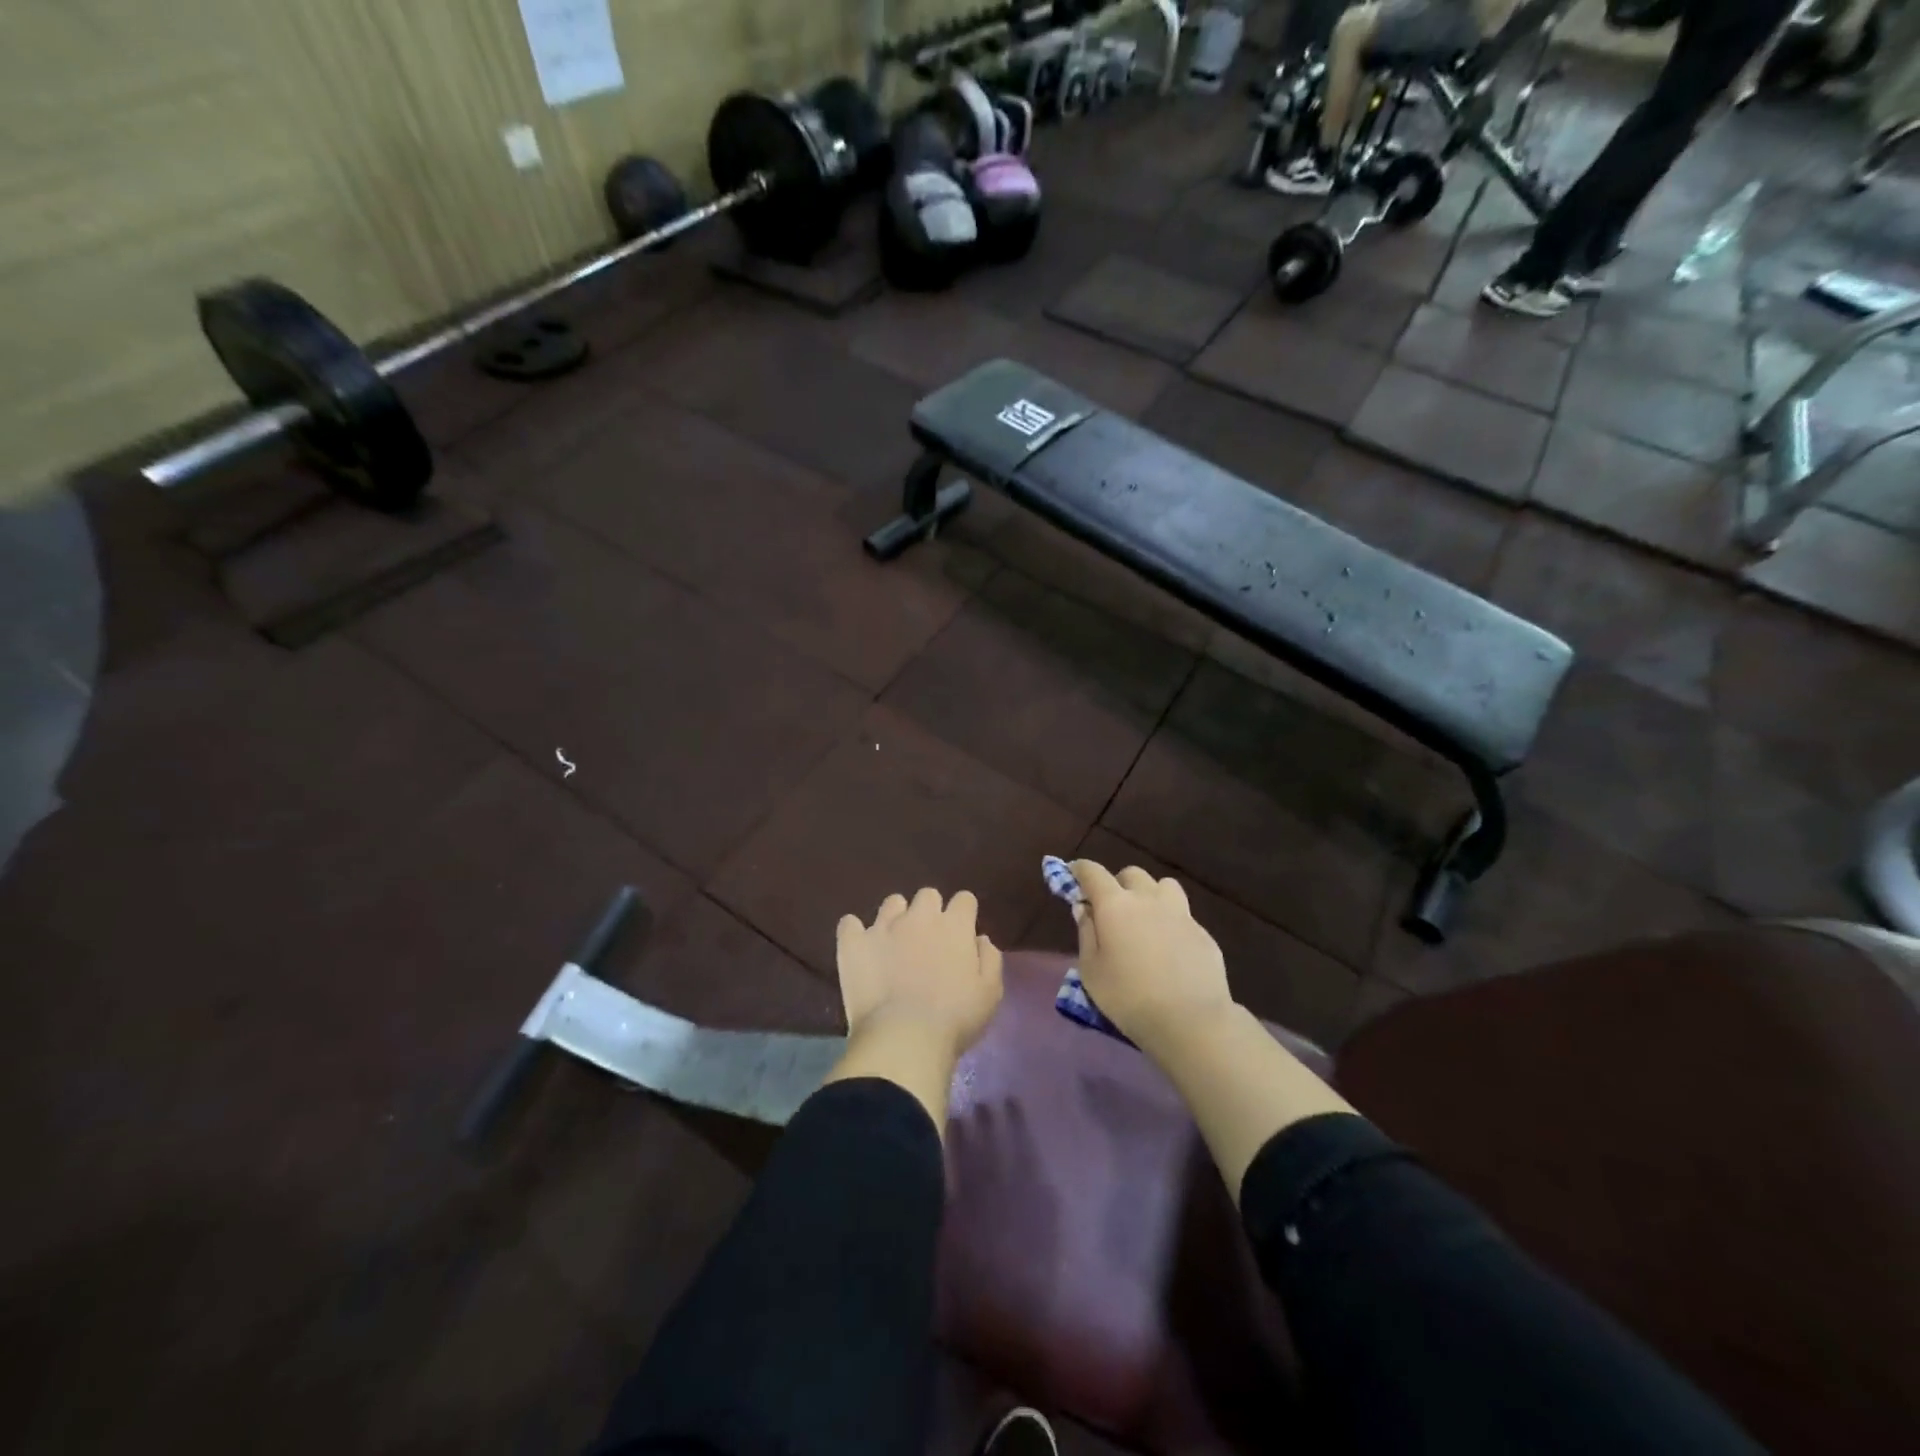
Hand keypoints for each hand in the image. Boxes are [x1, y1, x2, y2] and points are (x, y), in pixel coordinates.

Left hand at [836, 887, 1004, 1058]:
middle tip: (929, 940)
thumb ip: (990, 959)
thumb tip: (980, 938)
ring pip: (892, 903)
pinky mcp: (854, 943)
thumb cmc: (955, 1019)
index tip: (962, 933)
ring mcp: (883, 927)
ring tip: (894, 942)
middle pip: (928, 895)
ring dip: (896, 917)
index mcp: (955, 926)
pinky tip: (860, 947)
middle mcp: (920, 916)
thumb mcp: (990, 993)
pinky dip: (855, 932)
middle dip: (930, 912)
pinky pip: (849, 924)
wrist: (904, 1038)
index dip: (964, 914)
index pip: (964, 899)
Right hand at [1069, 860, 1233, 1051]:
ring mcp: (1180, 913)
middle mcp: (1148, 899)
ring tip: (1146, 919)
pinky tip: (1170, 949)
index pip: (1093, 872)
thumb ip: (1086, 933)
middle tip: (1112, 908)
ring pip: (1163, 886)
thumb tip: (1084, 908)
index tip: (1073, 873)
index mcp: (1115, 905)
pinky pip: (1183, 915)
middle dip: (1118, 883)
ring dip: (1150, 894)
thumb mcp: (1091, 971)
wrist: (1190, 1020)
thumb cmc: (1129, 998)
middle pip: (1131, 874)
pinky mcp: (1203, 932)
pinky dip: (1171, 922)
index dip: (1080, 869)